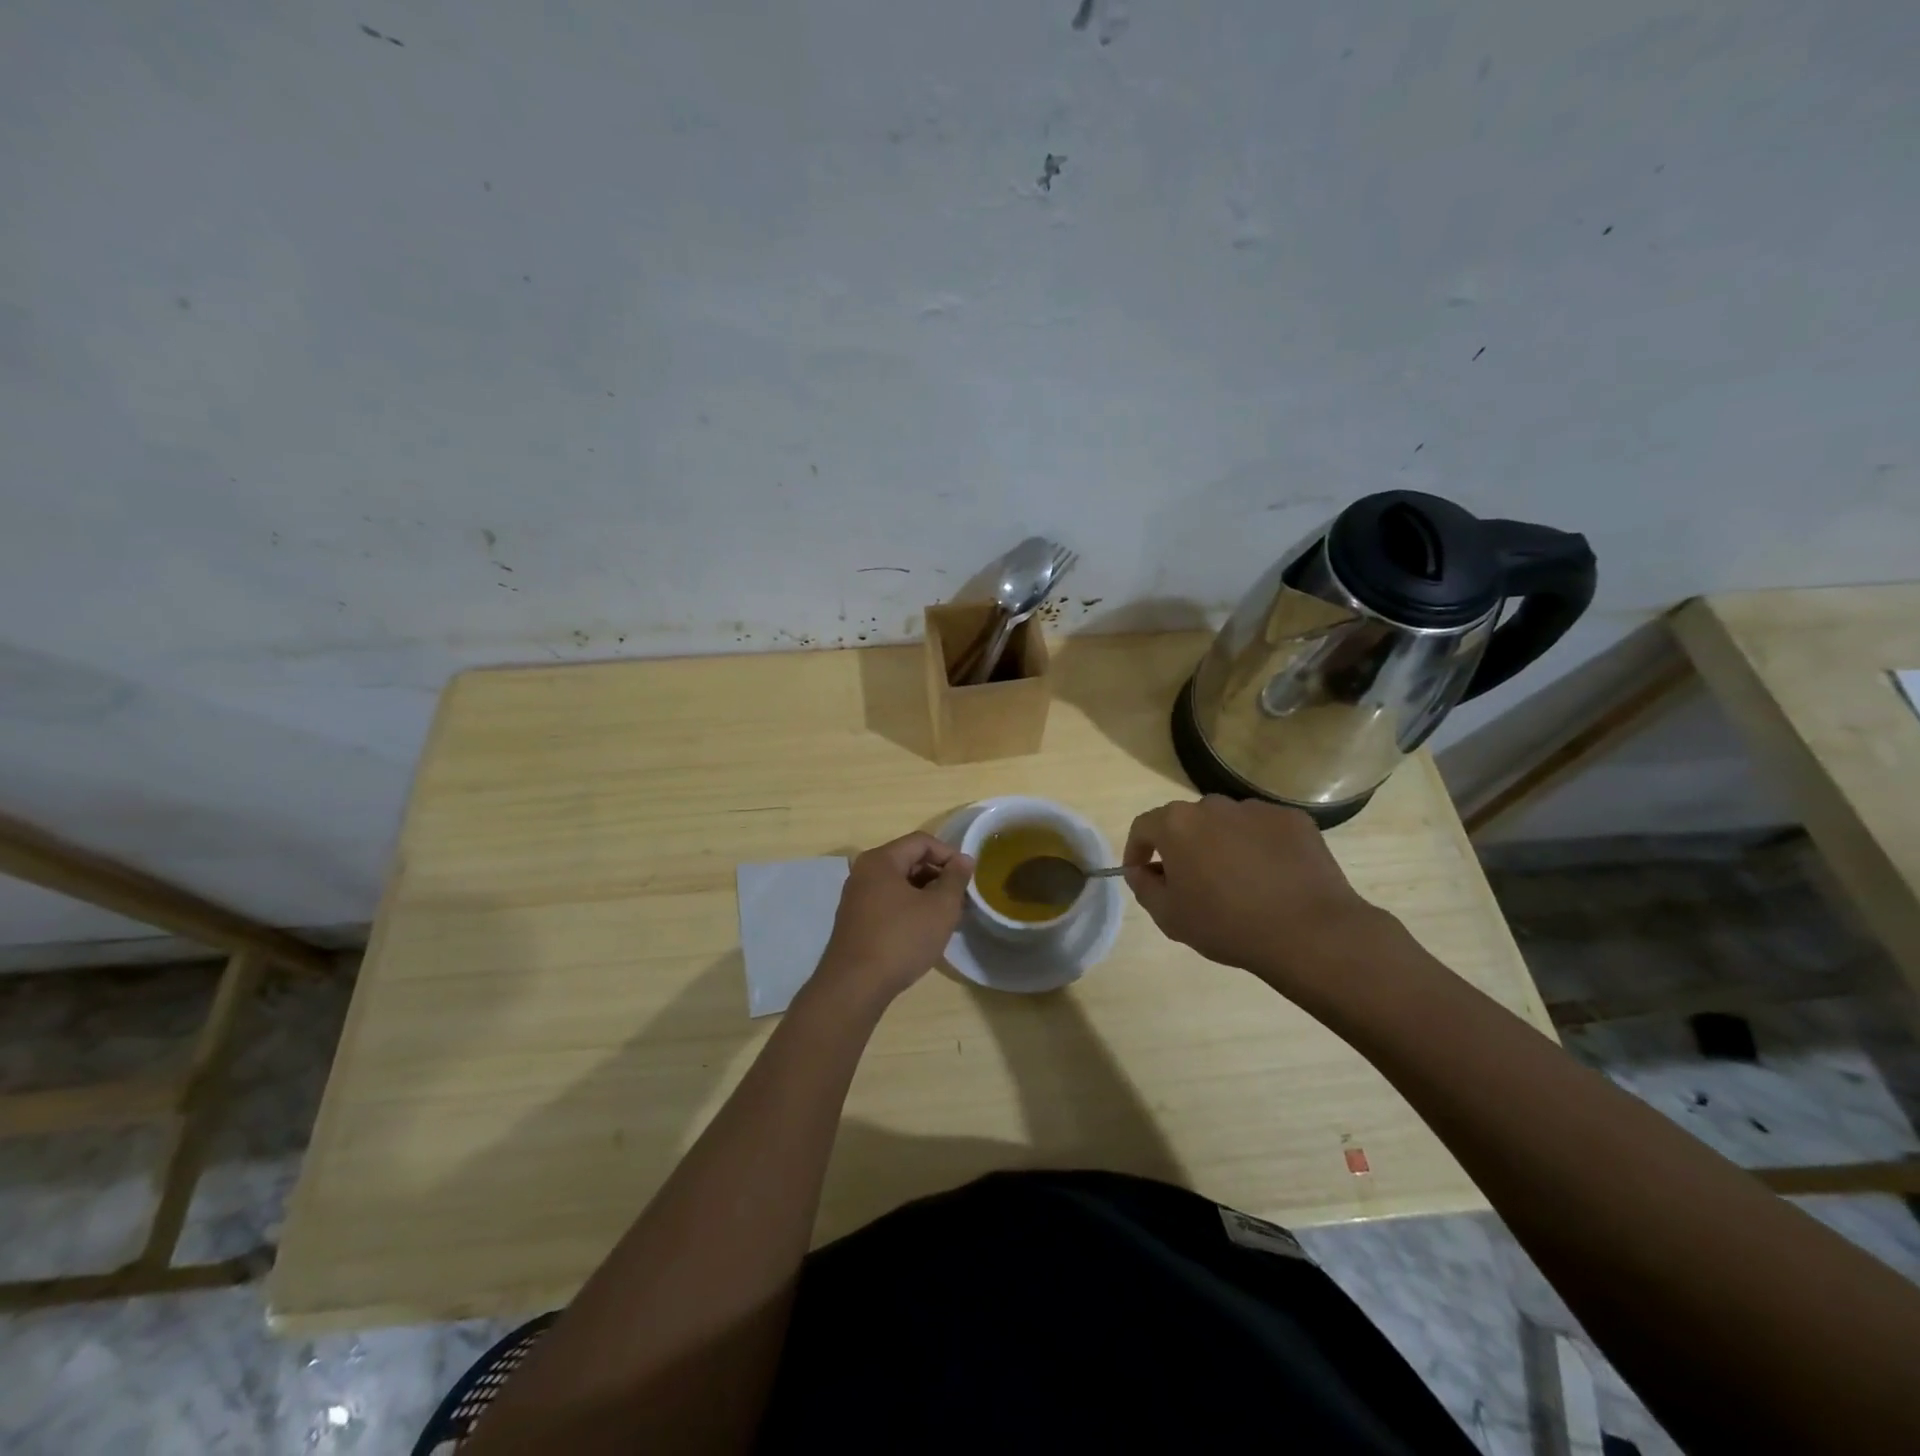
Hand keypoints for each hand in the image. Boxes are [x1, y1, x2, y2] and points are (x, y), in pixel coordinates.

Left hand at [810, 832, 973, 1013]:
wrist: (855, 986)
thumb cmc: (901, 939)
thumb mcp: (940, 908)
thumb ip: (955, 879)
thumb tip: (964, 859)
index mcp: (881, 860)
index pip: (922, 841)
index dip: (949, 854)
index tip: (968, 878)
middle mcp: (864, 872)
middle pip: (908, 860)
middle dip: (938, 875)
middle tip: (960, 899)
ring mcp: (856, 897)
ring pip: (899, 883)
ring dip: (925, 894)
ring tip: (946, 917)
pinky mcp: (855, 920)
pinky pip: (888, 902)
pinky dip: (909, 908)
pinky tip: (923, 930)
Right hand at [1122, 796, 1395, 992]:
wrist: (1308, 932)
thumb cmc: (1226, 925)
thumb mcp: (1169, 917)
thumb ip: (1144, 887)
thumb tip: (1140, 871)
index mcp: (1177, 824)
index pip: (1144, 826)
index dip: (1136, 850)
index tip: (1141, 873)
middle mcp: (1214, 805)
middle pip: (1187, 822)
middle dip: (1183, 847)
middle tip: (1192, 882)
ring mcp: (1257, 809)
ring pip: (1227, 824)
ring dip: (1221, 845)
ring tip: (1237, 881)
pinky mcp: (1293, 820)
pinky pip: (1264, 830)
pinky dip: (1259, 847)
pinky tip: (1271, 878)